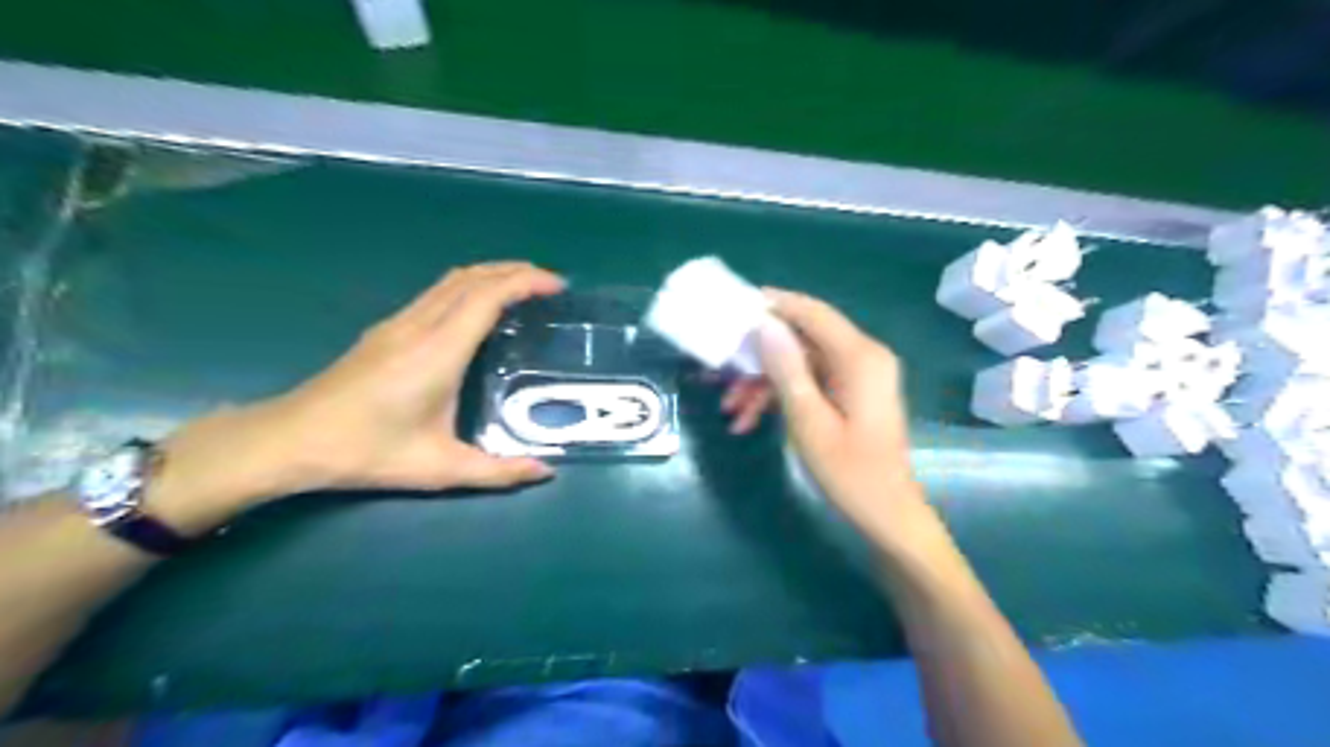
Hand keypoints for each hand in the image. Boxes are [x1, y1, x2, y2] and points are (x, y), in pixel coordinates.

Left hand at [145, 261, 562, 533]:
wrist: (291, 440)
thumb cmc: (367, 452)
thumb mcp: (440, 469)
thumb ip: (498, 472)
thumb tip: (545, 472)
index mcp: (438, 351)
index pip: (487, 296)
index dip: (525, 282)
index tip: (557, 286)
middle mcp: (420, 326)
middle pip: (472, 277)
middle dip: (514, 271)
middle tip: (549, 284)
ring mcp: (399, 323)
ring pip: (451, 280)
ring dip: (491, 274)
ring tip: (521, 289)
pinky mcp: (386, 329)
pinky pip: (437, 292)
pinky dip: (469, 287)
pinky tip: (477, 310)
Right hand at [722, 290, 927, 550]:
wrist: (886, 515)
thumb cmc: (850, 472)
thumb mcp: (809, 420)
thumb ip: (787, 369)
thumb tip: (764, 325)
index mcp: (860, 357)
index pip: (813, 313)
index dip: (774, 304)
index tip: (735, 305)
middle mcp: (862, 357)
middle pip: (802, 339)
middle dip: (759, 357)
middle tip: (720, 369)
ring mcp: (856, 376)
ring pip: (799, 364)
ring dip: (763, 384)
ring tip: (730, 411)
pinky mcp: (849, 393)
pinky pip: (808, 383)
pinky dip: (779, 398)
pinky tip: (748, 422)